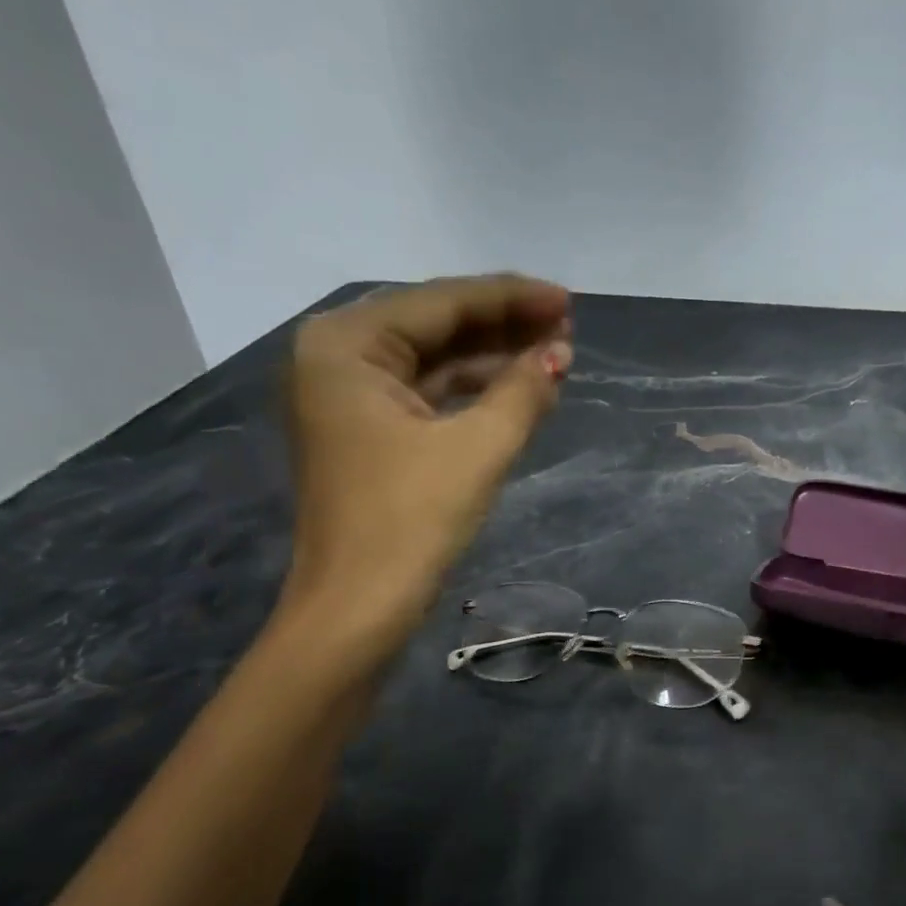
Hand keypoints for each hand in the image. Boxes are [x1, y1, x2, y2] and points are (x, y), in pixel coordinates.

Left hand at [281, 275, 571, 658]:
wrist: (358, 606)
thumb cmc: (411, 520)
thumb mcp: (477, 449)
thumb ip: (522, 392)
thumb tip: (558, 355)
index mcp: (347, 345)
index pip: (441, 302)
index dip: (510, 299)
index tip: (567, 300)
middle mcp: (338, 358)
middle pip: (434, 326)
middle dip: (503, 325)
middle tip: (567, 325)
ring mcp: (349, 398)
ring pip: (433, 360)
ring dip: (492, 358)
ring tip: (554, 354)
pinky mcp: (367, 434)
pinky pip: (428, 394)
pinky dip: (473, 392)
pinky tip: (518, 390)